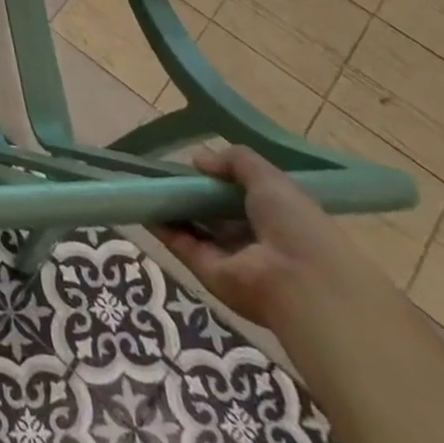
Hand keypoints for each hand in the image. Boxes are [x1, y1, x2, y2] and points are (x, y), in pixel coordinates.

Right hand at [151, 145, 375, 328]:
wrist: (301, 284)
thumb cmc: (295, 224)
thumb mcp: (270, 178)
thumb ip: (235, 161)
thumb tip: (198, 158)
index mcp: (275, 216)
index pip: (242, 195)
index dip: (219, 179)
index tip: (195, 164)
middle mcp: (252, 237)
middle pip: (214, 211)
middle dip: (191, 192)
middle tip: (163, 171)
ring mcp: (228, 255)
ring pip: (193, 226)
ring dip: (171, 207)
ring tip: (145, 183)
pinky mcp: (206, 270)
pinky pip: (179, 243)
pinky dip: (160, 225)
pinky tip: (142, 204)